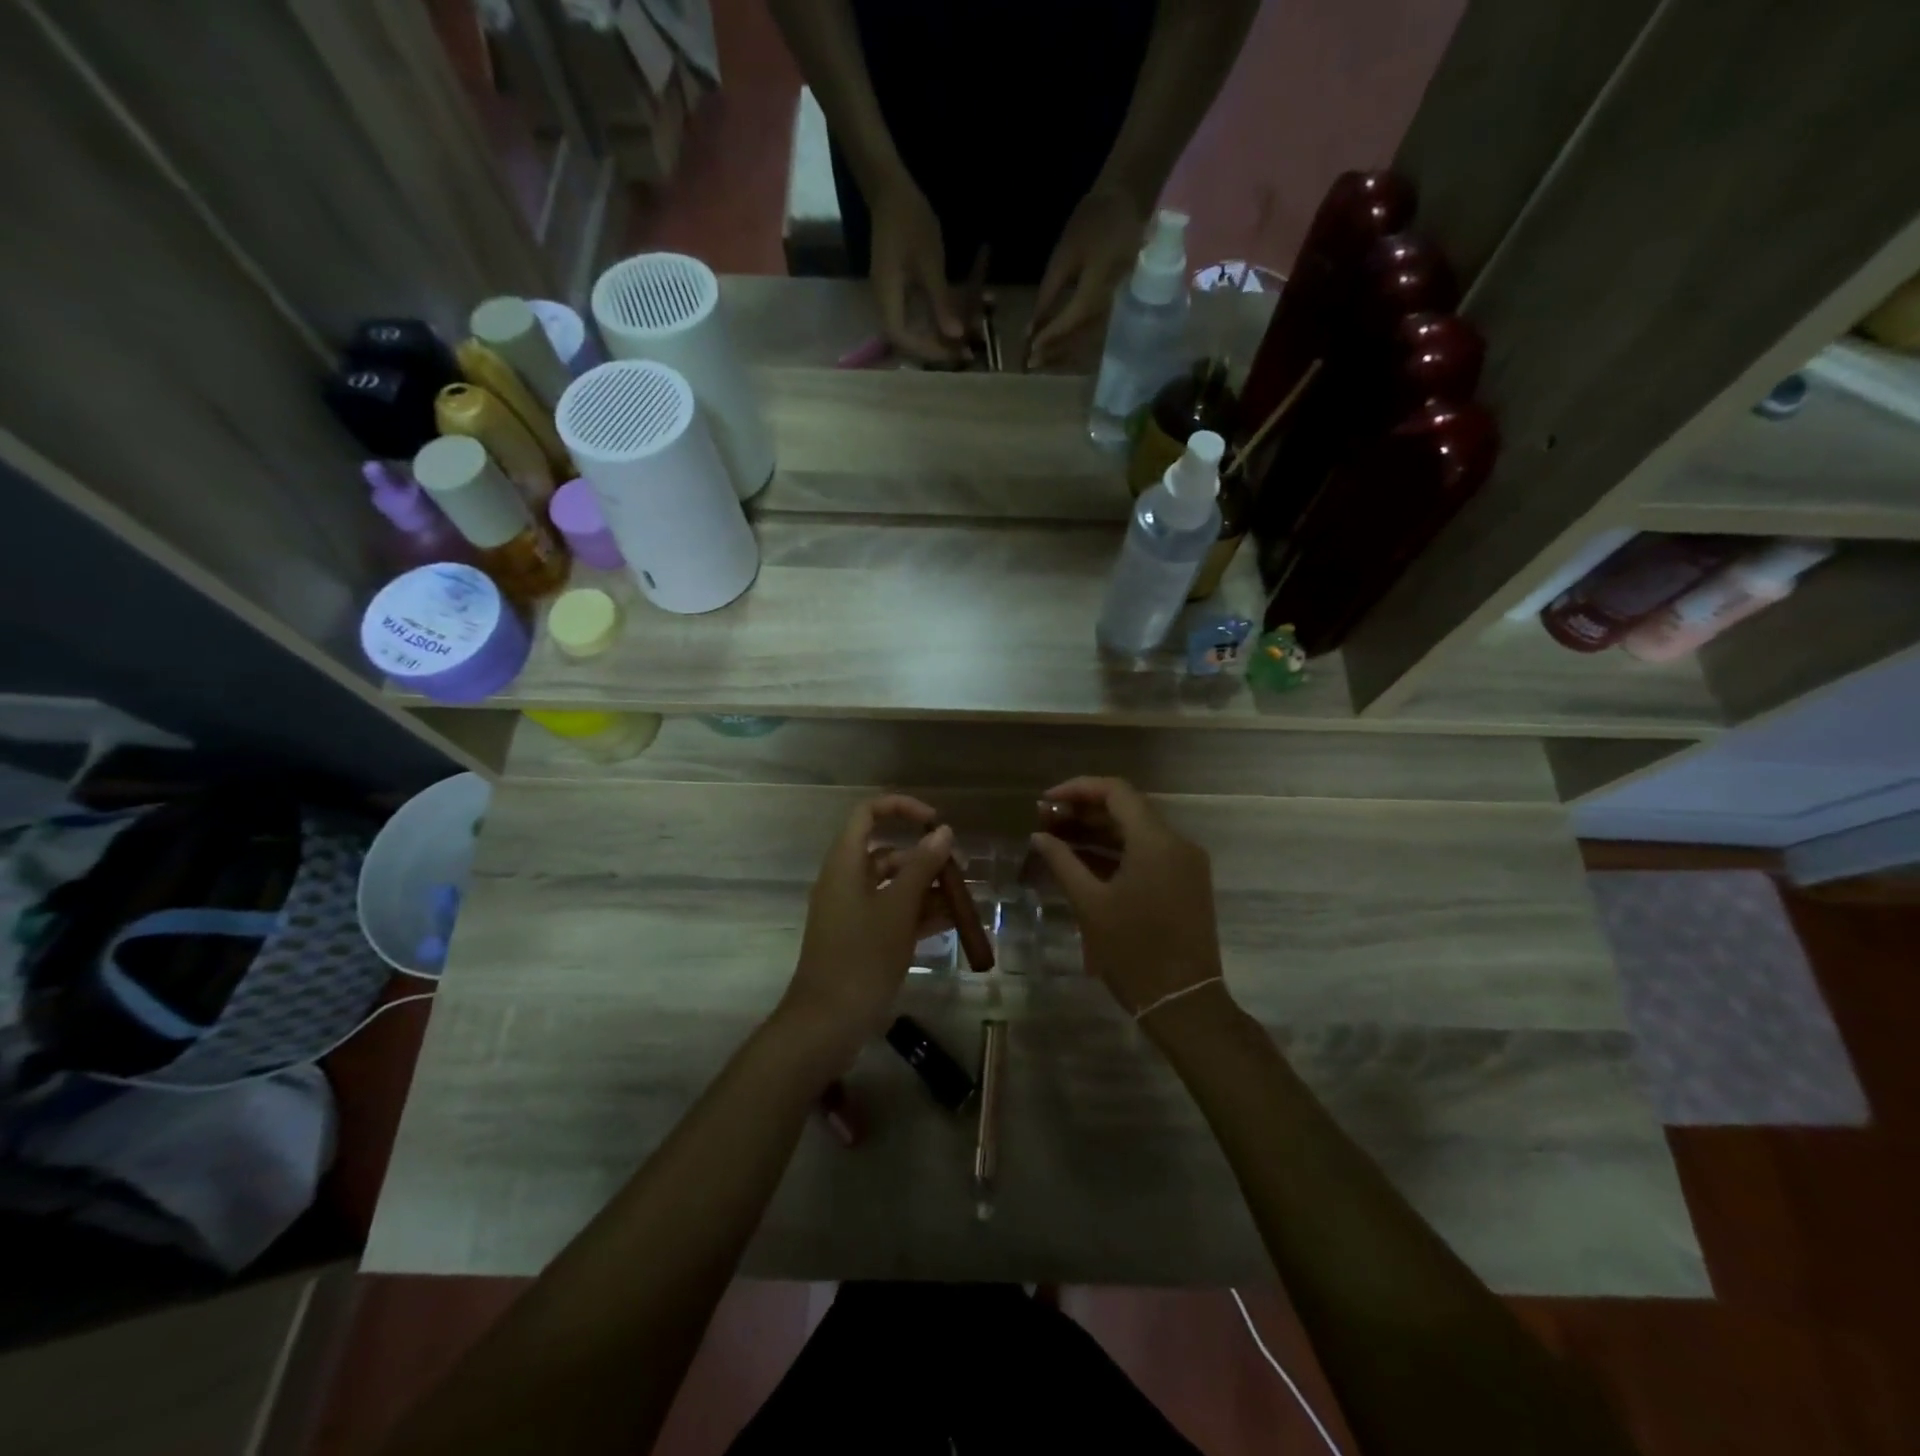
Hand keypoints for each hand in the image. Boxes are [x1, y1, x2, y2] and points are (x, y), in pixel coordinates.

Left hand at [778, 794, 954, 1057]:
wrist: (828, 1022)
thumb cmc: (862, 956)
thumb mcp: (898, 908)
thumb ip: (923, 867)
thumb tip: (943, 831)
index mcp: (845, 863)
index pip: (868, 814)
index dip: (902, 809)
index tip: (935, 823)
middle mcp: (846, 880)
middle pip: (887, 852)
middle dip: (925, 857)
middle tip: (961, 871)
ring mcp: (854, 911)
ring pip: (894, 885)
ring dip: (928, 888)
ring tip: (965, 901)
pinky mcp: (862, 937)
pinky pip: (893, 913)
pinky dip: (919, 913)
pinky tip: (952, 922)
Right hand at [869, 177, 968, 364]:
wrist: (892, 191)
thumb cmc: (909, 222)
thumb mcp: (930, 263)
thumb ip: (941, 302)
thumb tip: (955, 336)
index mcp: (887, 299)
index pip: (901, 339)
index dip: (926, 351)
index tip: (953, 353)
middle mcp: (887, 303)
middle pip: (909, 340)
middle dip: (938, 347)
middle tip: (964, 351)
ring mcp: (893, 296)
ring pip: (917, 327)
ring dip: (942, 333)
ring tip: (968, 336)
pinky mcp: (902, 289)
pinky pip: (920, 312)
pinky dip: (940, 315)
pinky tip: (960, 314)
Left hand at [1027, 186, 1149, 368]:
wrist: (1127, 204)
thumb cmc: (1092, 224)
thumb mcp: (1064, 256)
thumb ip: (1048, 295)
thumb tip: (1031, 329)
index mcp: (1100, 286)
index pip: (1072, 321)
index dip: (1050, 337)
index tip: (1029, 350)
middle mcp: (1114, 303)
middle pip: (1082, 340)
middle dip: (1056, 354)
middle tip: (1032, 364)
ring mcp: (1121, 309)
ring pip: (1091, 343)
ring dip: (1066, 356)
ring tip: (1044, 362)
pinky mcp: (1122, 310)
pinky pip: (1099, 337)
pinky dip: (1079, 347)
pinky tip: (1063, 353)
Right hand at [1027, 777, 1225, 1019]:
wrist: (1184, 1002)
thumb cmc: (1133, 951)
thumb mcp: (1090, 904)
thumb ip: (1062, 862)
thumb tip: (1039, 836)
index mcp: (1156, 841)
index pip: (1116, 791)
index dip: (1077, 789)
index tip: (1045, 802)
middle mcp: (1177, 843)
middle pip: (1127, 808)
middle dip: (1084, 810)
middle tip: (1046, 821)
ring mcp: (1185, 864)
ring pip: (1138, 831)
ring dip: (1099, 831)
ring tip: (1058, 839)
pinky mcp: (1186, 883)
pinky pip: (1148, 853)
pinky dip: (1117, 852)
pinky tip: (1085, 861)